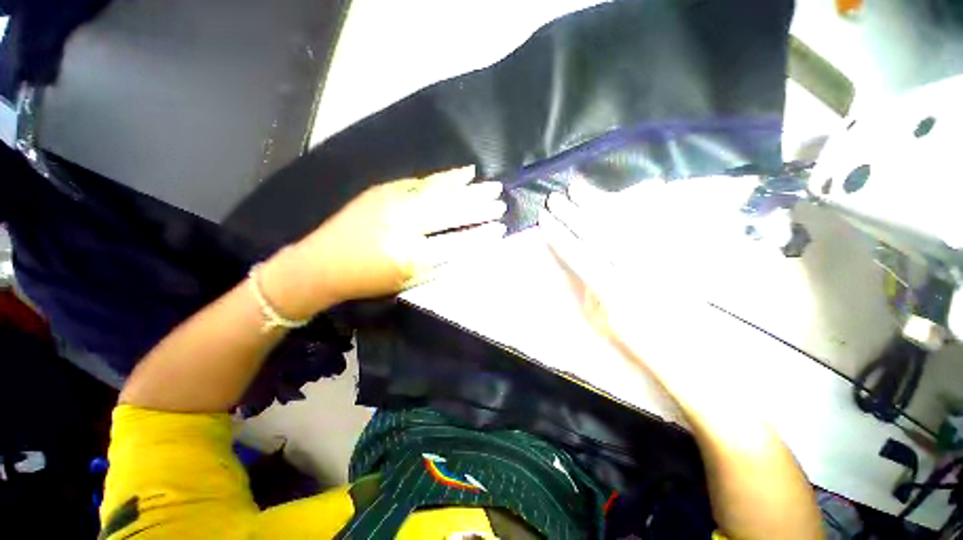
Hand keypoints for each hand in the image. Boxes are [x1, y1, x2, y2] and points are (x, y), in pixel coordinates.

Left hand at [289, 166, 506, 308]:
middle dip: (479, 207)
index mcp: (411, 255)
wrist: (321, 263)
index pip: (457, 244)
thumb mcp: (408, 282)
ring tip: (491, 185)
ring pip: (440, 193)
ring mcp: (394, 202)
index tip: (500, 230)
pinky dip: (446, 178)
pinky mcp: (385, 189)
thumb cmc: (368, 280)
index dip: (481, 237)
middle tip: (501, 202)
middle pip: (451, 212)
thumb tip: (468, 250)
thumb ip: (440, 265)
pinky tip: (463, 172)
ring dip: (468, 189)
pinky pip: (423, 181)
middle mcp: (404, 224)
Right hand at [539, 179, 751, 373]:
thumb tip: (584, 267)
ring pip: (619, 221)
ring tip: (577, 188)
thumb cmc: (637, 337)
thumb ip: (589, 290)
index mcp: (610, 287)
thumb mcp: (601, 319)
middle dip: (570, 213)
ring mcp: (653, 255)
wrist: (687, 345)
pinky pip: (654, 221)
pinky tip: (621, 193)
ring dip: (595, 203)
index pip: (576, 253)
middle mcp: (630, 267)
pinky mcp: (672, 250)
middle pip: (595, 232)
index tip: (543, 218)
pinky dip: (636, 205)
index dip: (558, 234)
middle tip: (554, 197)